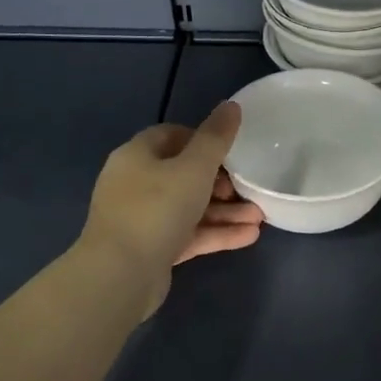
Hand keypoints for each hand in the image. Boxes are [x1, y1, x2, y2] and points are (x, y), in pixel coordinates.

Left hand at [81, 104, 263, 313]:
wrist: (120, 275)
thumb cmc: (156, 209)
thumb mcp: (194, 168)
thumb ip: (216, 137)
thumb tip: (232, 105)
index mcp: (137, 156)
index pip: (172, 136)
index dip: (204, 140)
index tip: (232, 151)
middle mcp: (136, 183)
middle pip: (184, 174)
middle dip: (222, 182)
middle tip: (247, 189)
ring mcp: (142, 219)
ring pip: (190, 207)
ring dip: (225, 211)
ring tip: (260, 217)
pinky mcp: (152, 249)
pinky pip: (189, 234)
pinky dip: (216, 233)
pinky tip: (249, 236)